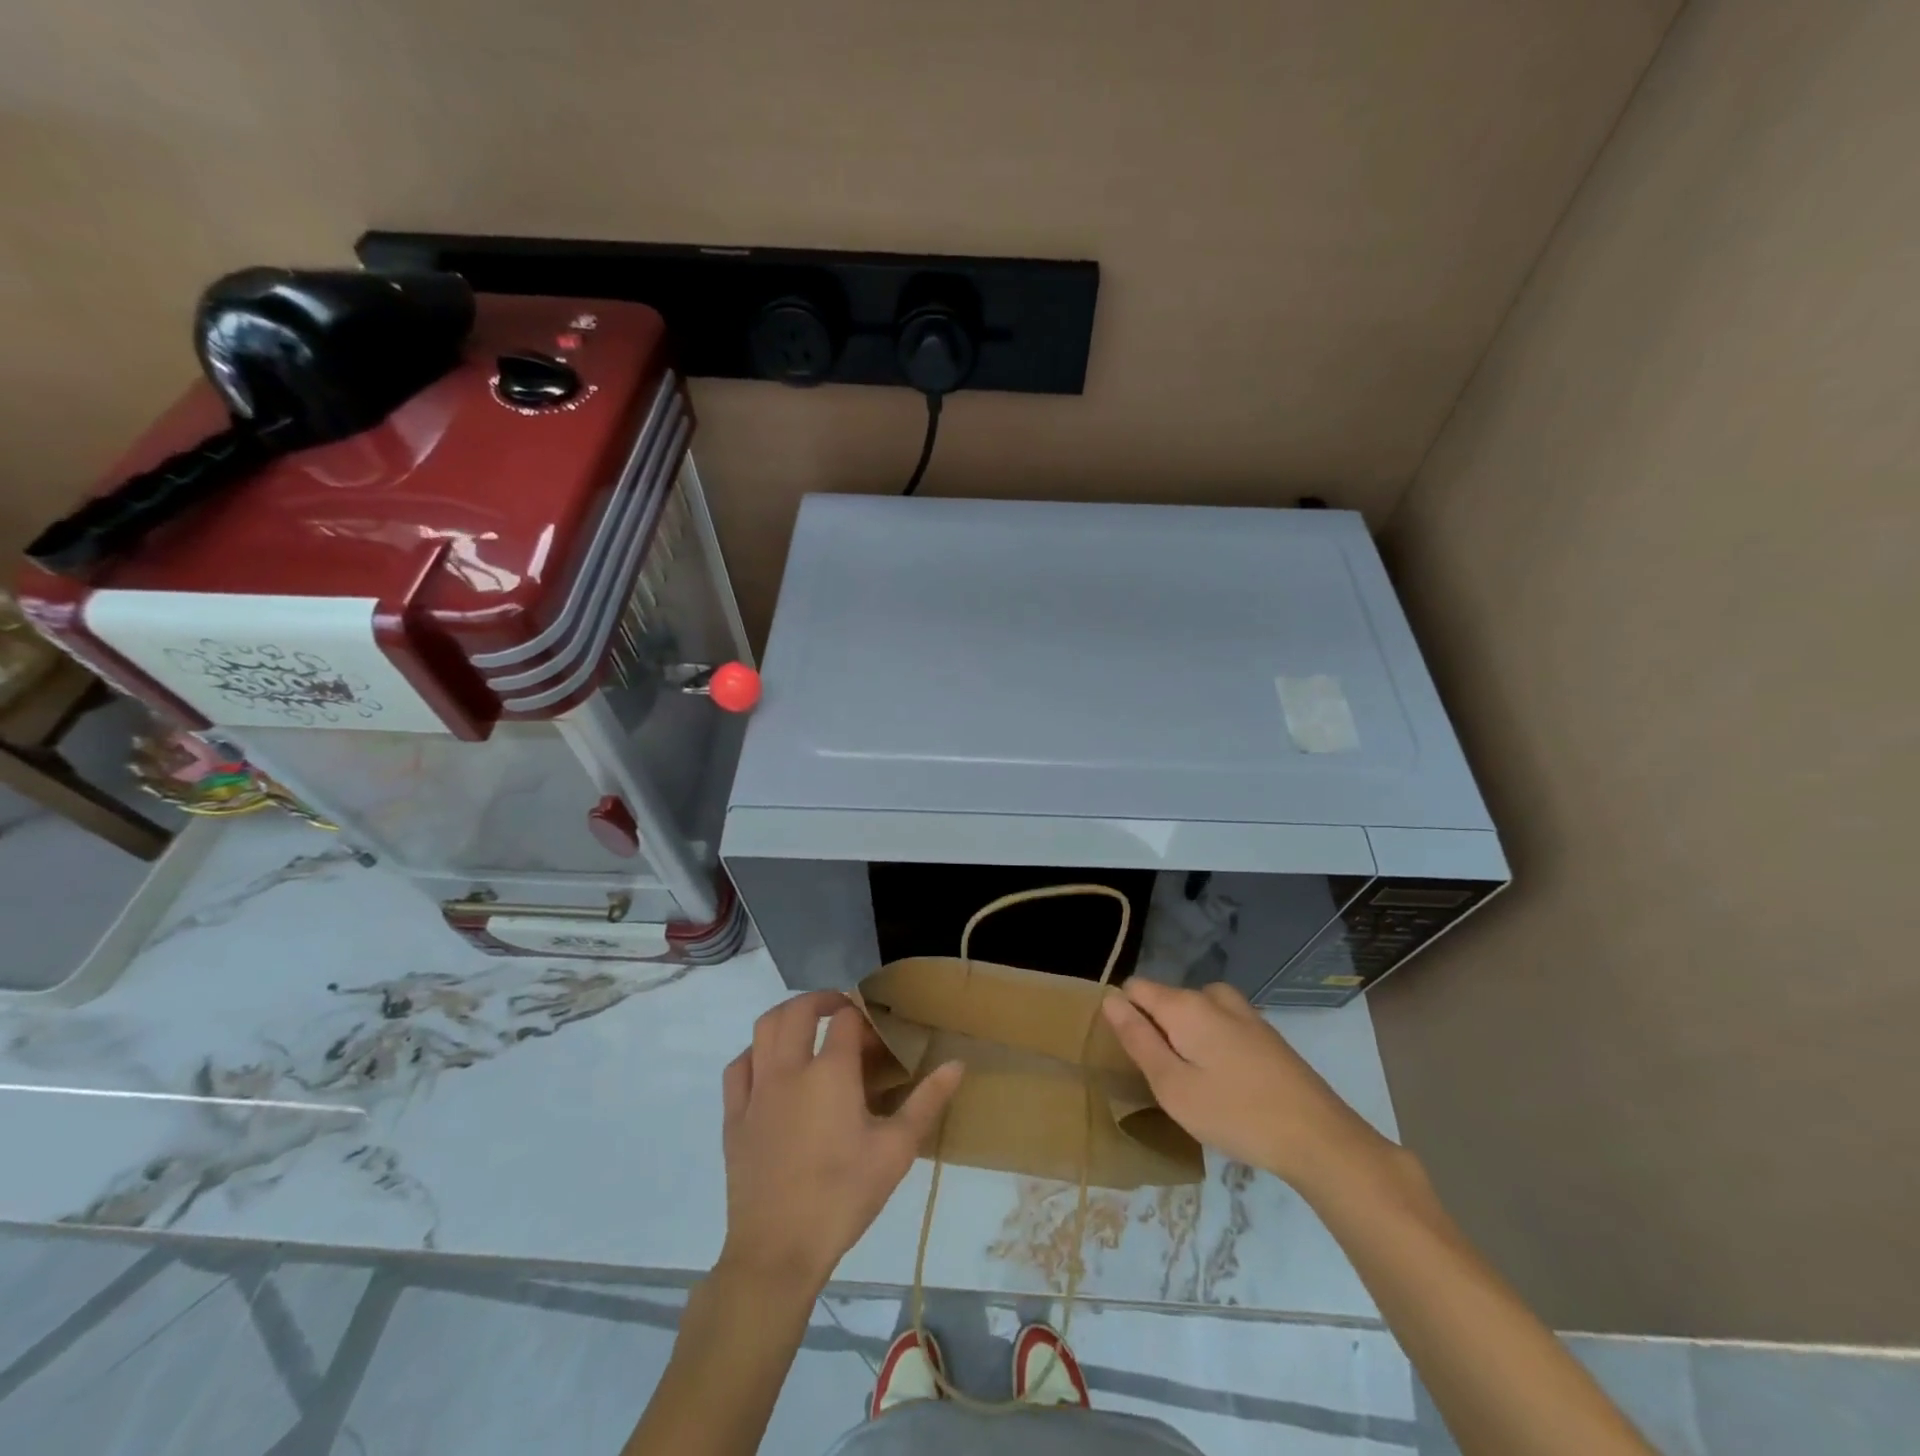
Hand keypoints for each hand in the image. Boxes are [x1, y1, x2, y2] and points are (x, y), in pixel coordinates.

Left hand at [719, 991, 963, 1291]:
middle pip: (798, 1010)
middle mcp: (789, 1069)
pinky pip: (739, 1066)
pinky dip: (755, 1052)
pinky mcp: (734, 1116)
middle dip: (822, 1000)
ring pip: (764, 1029)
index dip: (863, 1019)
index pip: (846, 1020)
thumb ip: (927, 1101)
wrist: (778, 1252)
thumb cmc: (843, 1197)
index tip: (877, 1037)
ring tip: (807, 1027)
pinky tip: (770, 1066)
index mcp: (830, 1072)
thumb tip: (958, 1063)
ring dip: (787, 1016)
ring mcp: (757, 1091)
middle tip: (842, 1011)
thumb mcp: (896, 1150)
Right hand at [1102, 979, 1385, 1190]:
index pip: (1135, 988)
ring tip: (1195, 1083)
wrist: (1318, 1138)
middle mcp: (1212, 996)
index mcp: (1185, 1005)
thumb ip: (1137, 1039)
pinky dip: (1212, 1044)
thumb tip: (1110, 999)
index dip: (1125, 1017)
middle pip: (1165, 1000)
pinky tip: (1227, 1084)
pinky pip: (1220, 1024)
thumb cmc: (1235, 1114)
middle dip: (1157, 1031)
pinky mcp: (1264, 1032)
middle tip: (1167, 1081)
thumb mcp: (1172, 1085)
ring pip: (1194, 1012)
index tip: (1134, 1056)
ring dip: (1186, 1038)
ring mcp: (1243, 1012)